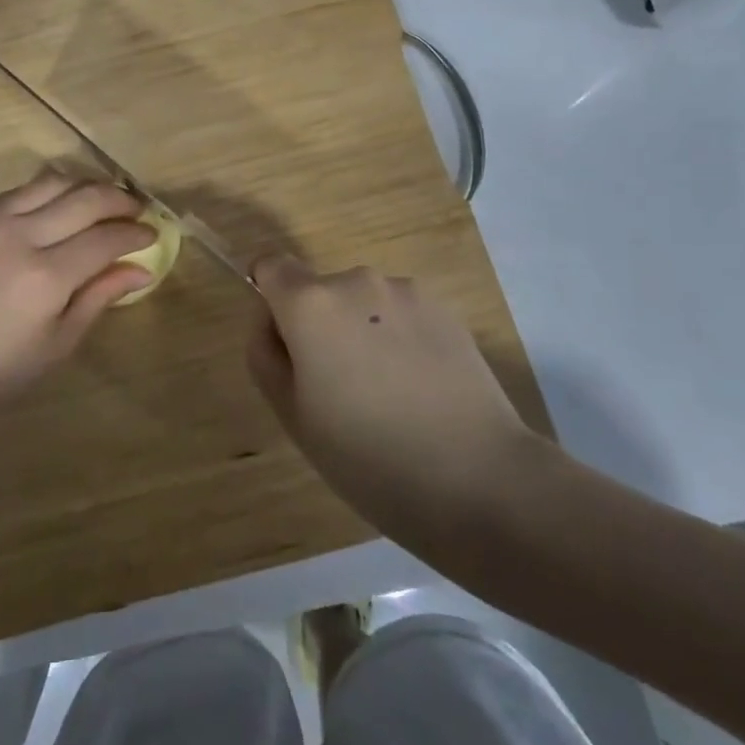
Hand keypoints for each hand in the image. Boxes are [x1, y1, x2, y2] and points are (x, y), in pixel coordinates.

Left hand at [0, 168, 154, 402]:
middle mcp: (21, 236)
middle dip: (119, 199)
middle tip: (136, 209)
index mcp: (46, 276)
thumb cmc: (0, 369)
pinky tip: (61, 203)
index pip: (105, 238)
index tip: (152, 234)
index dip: (134, 233)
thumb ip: (100, 296)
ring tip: (104, 199)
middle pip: (85, 198)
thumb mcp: (59, 343)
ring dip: (86, 185)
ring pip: (53, 181)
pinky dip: (50, 189)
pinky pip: (22, 188)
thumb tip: (143, 268)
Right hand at [246, 256, 541, 539]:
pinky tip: (421, 390)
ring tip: (388, 395)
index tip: (286, 346)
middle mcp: (356, 281)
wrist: (478, 478)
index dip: (270, 299)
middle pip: (319, 291)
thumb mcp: (293, 417)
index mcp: (311, 303)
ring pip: (363, 304)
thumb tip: (271, 322)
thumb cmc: (367, 456)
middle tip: (338, 391)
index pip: (271, 266)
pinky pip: (401, 315)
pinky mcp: (446, 310)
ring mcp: (406, 292)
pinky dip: (399, 339)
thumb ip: (266, 355)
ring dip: (362, 332)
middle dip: (319, 326)